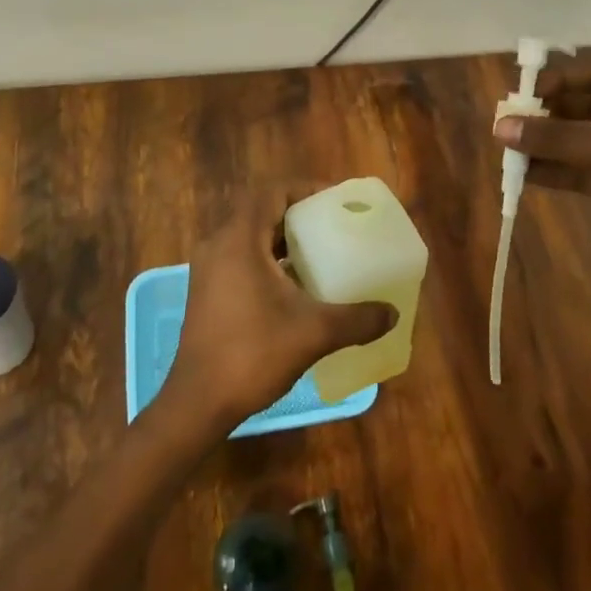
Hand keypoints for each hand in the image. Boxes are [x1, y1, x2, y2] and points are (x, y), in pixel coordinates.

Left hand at [161, 189, 396, 434]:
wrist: (198, 401)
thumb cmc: (253, 354)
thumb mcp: (313, 333)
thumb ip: (356, 319)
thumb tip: (392, 314)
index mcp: (239, 240)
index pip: (271, 193)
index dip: (304, 189)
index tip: (334, 200)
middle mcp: (219, 245)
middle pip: (260, 211)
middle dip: (297, 213)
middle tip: (332, 224)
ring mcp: (208, 269)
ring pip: (249, 236)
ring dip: (281, 238)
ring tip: (319, 251)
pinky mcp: (206, 291)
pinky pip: (240, 257)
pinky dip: (267, 259)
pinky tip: (294, 285)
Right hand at [493, 47, 590, 302]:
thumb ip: (558, 139)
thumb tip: (500, 126)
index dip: (561, 77)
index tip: (524, 92)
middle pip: (590, 103)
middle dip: (550, 111)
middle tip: (511, 119)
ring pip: (585, 137)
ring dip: (550, 141)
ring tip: (509, 145)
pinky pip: (587, 167)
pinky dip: (559, 168)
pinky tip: (525, 173)